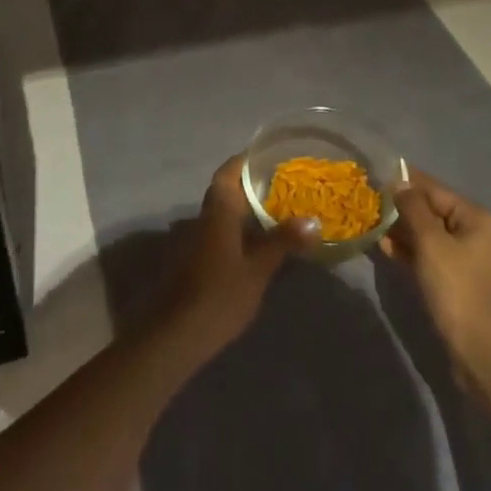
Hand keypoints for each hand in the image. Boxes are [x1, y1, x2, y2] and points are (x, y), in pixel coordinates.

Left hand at [159, 155, 318, 354]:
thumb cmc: (220, 294)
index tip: (269, 156)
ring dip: (246, 210)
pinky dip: (239, 231)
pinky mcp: (195, 260)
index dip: (246, 161)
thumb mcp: (258, 268)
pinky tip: (259, 244)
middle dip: (251, 186)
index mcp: (218, 210)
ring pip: (223, 213)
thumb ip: (283, 242)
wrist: (177, 333)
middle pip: (226, 190)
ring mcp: (196, 239)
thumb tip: (312, 221)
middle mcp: (204, 217)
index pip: (229, 172)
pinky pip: (220, 233)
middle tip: (284, 186)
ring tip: (279, 213)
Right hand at [379, 170, 490, 382]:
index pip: (435, 190)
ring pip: (425, 233)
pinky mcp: (451, 277)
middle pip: (430, 210)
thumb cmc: (455, 287)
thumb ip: (413, 208)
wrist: (476, 348)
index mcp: (476, 218)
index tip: (375, 176)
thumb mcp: (431, 242)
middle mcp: (473, 232)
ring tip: (370, 223)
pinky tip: (382, 247)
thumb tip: (398, 184)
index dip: (405, 182)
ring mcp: (463, 256)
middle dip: (400, 207)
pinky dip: (406, 249)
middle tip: (368, 202)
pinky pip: (426, 253)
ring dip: (400, 229)